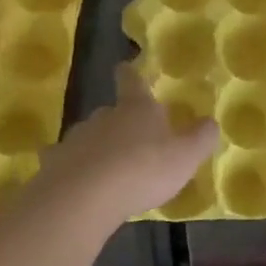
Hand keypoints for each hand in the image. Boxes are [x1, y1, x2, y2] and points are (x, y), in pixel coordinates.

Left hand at [32, 66, 217, 224]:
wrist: (84, 197)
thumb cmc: (143, 170)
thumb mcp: (185, 156)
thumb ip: (200, 138)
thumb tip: (210, 122)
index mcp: (136, 109)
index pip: (132, 82)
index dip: (131, 75)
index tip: (126, 67)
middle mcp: (104, 116)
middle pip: (111, 111)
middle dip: (121, 122)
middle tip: (134, 140)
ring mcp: (76, 139)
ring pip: (90, 137)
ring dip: (100, 148)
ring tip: (111, 169)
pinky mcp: (55, 164)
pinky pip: (68, 162)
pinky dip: (76, 169)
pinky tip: (82, 184)